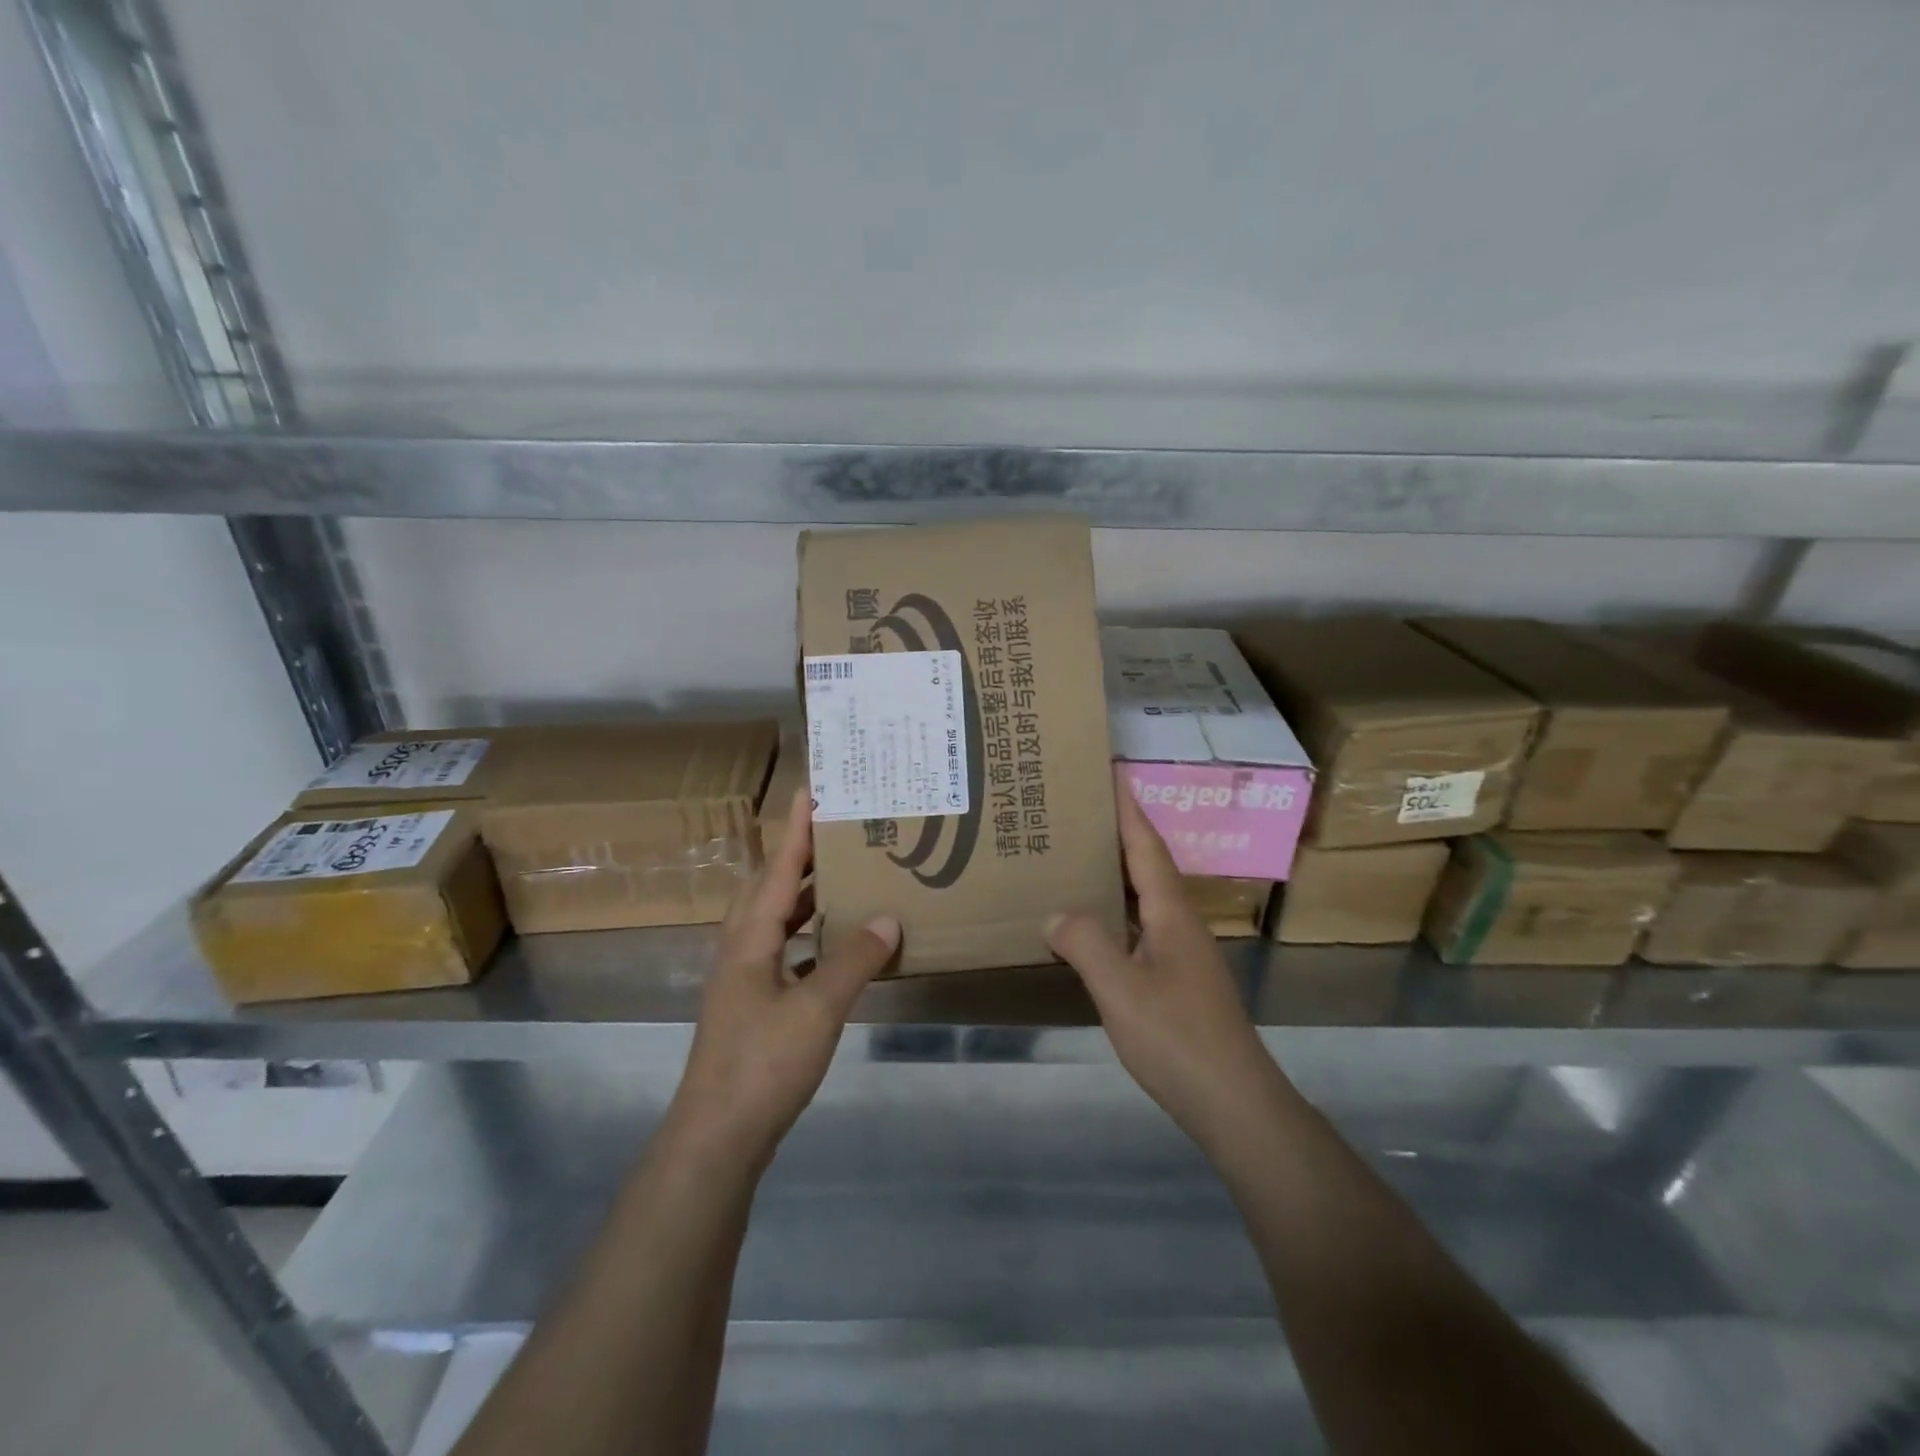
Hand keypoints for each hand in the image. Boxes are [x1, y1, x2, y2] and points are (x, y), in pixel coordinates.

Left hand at [667, 788, 900, 1170]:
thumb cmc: (763, 1064)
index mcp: (750, 939)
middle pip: (770, 888)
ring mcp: (743, 980)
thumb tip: (887, 919)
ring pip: (775, 921)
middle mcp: (741, 949)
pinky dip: (808, 938)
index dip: (796, 829)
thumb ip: (853, 961)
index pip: (777, 869)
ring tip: (842, 880)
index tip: (811, 789)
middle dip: (799, 856)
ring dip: (804, 897)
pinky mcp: (752, 1007)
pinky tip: (834, 948)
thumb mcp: (817, 1009)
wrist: (717, 1138)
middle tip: (837, 833)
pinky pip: (783, 953)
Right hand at [1045, 774, 1282, 1147]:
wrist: (1234, 1102)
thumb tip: (1056, 913)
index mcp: (1171, 914)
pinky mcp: (1181, 982)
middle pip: (1148, 866)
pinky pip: (1142, 929)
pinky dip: (1117, 914)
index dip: (1129, 809)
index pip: (1148, 847)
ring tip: (1079, 860)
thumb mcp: (1121, 989)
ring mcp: (1184, 955)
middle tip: (1080, 812)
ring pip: (1146, 899)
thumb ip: (1086, 944)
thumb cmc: (1177, 1038)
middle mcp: (1182, 925)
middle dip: (1119, 834)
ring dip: (1117, 874)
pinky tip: (1095, 928)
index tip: (1113, 771)